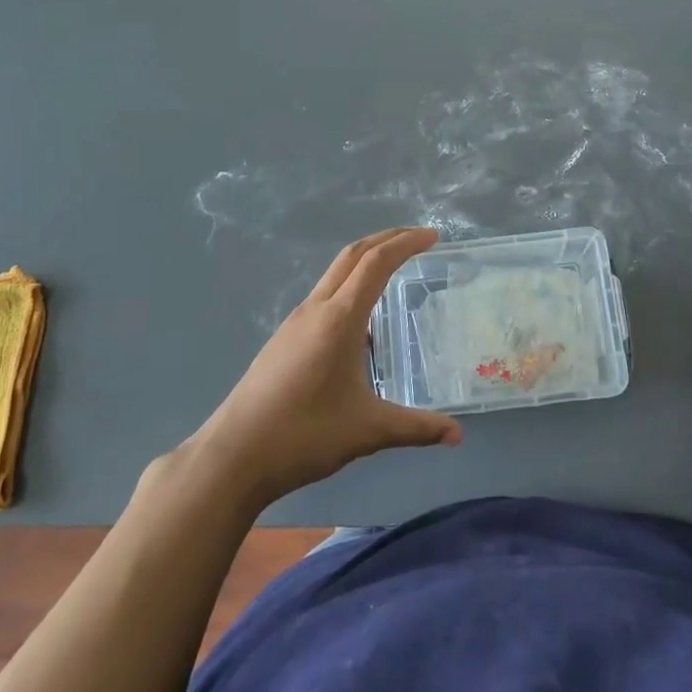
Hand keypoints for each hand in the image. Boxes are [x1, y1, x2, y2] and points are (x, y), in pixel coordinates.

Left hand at [190, 227, 461, 508]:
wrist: (233, 455)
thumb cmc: (304, 434)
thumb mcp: (369, 430)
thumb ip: (417, 427)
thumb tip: (458, 435)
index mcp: (340, 318)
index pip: (377, 263)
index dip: (406, 244)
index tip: (433, 236)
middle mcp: (316, 309)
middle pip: (353, 255)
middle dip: (387, 239)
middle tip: (419, 239)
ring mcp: (295, 322)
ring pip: (335, 274)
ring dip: (366, 261)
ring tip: (394, 271)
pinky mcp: (284, 339)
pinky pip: (323, 296)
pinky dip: (349, 286)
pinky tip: (361, 321)